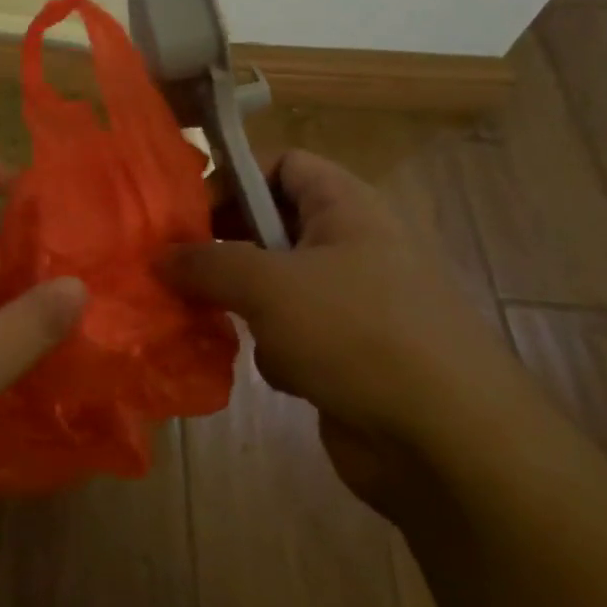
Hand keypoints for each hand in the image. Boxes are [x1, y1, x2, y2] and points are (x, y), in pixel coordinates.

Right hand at [165, 149, 536, 509]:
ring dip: (245, 306)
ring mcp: (354, 303)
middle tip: (181, 270)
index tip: (189, 214)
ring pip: (274, 286)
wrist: (448, 442)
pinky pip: (290, 334)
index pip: (283, 164)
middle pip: (271, 227)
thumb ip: (205, 263)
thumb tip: (158, 257)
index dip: (234, 179)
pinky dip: (276, 349)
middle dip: (226, 249)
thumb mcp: (268, 285)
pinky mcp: (349, 354)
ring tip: (224, 325)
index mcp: (347, 208)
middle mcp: (353, 247)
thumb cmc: (357, 333)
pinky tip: (282, 373)